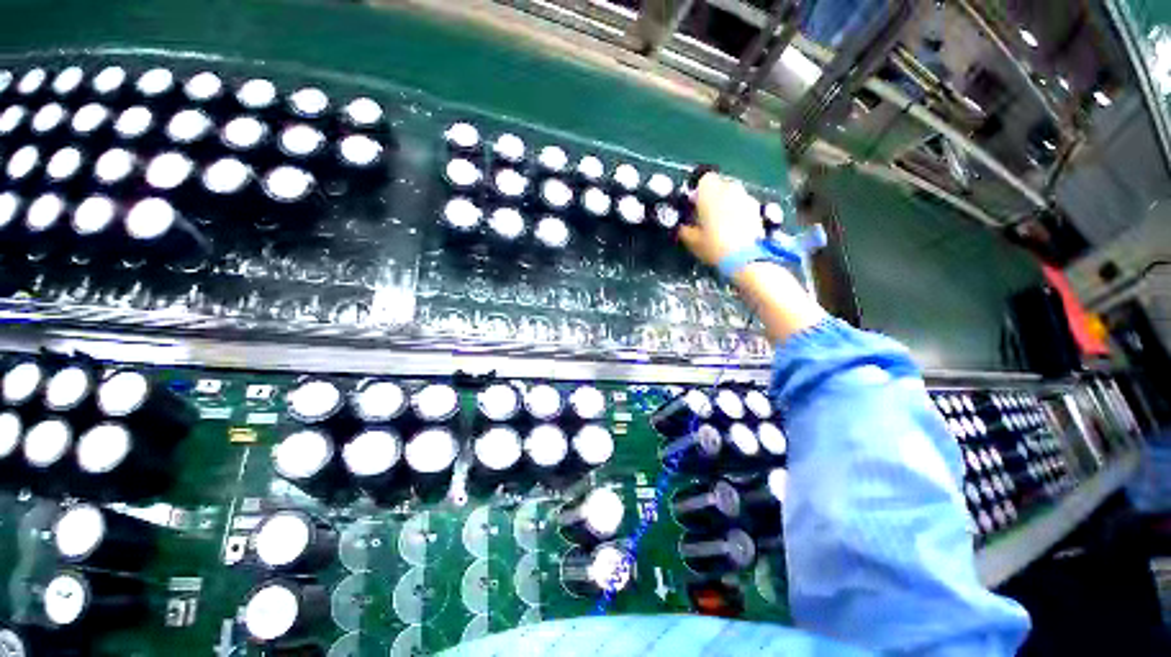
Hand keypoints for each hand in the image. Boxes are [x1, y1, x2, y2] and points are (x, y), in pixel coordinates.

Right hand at [678, 173, 764, 266]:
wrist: (745, 257)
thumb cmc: (714, 245)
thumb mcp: (691, 241)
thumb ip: (685, 229)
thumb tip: (683, 227)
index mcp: (710, 192)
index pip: (703, 179)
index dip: (697, 192)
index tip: (693, 206)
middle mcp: (729, 188)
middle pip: (719, 185)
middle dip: (712, 197)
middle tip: (705, 215)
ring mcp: (746, 197)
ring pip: (732, 194)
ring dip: (726, 203)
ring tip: (720, 224)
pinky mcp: (757, 209)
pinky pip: (743, 204)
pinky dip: (737, 212)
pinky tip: (733, 229)